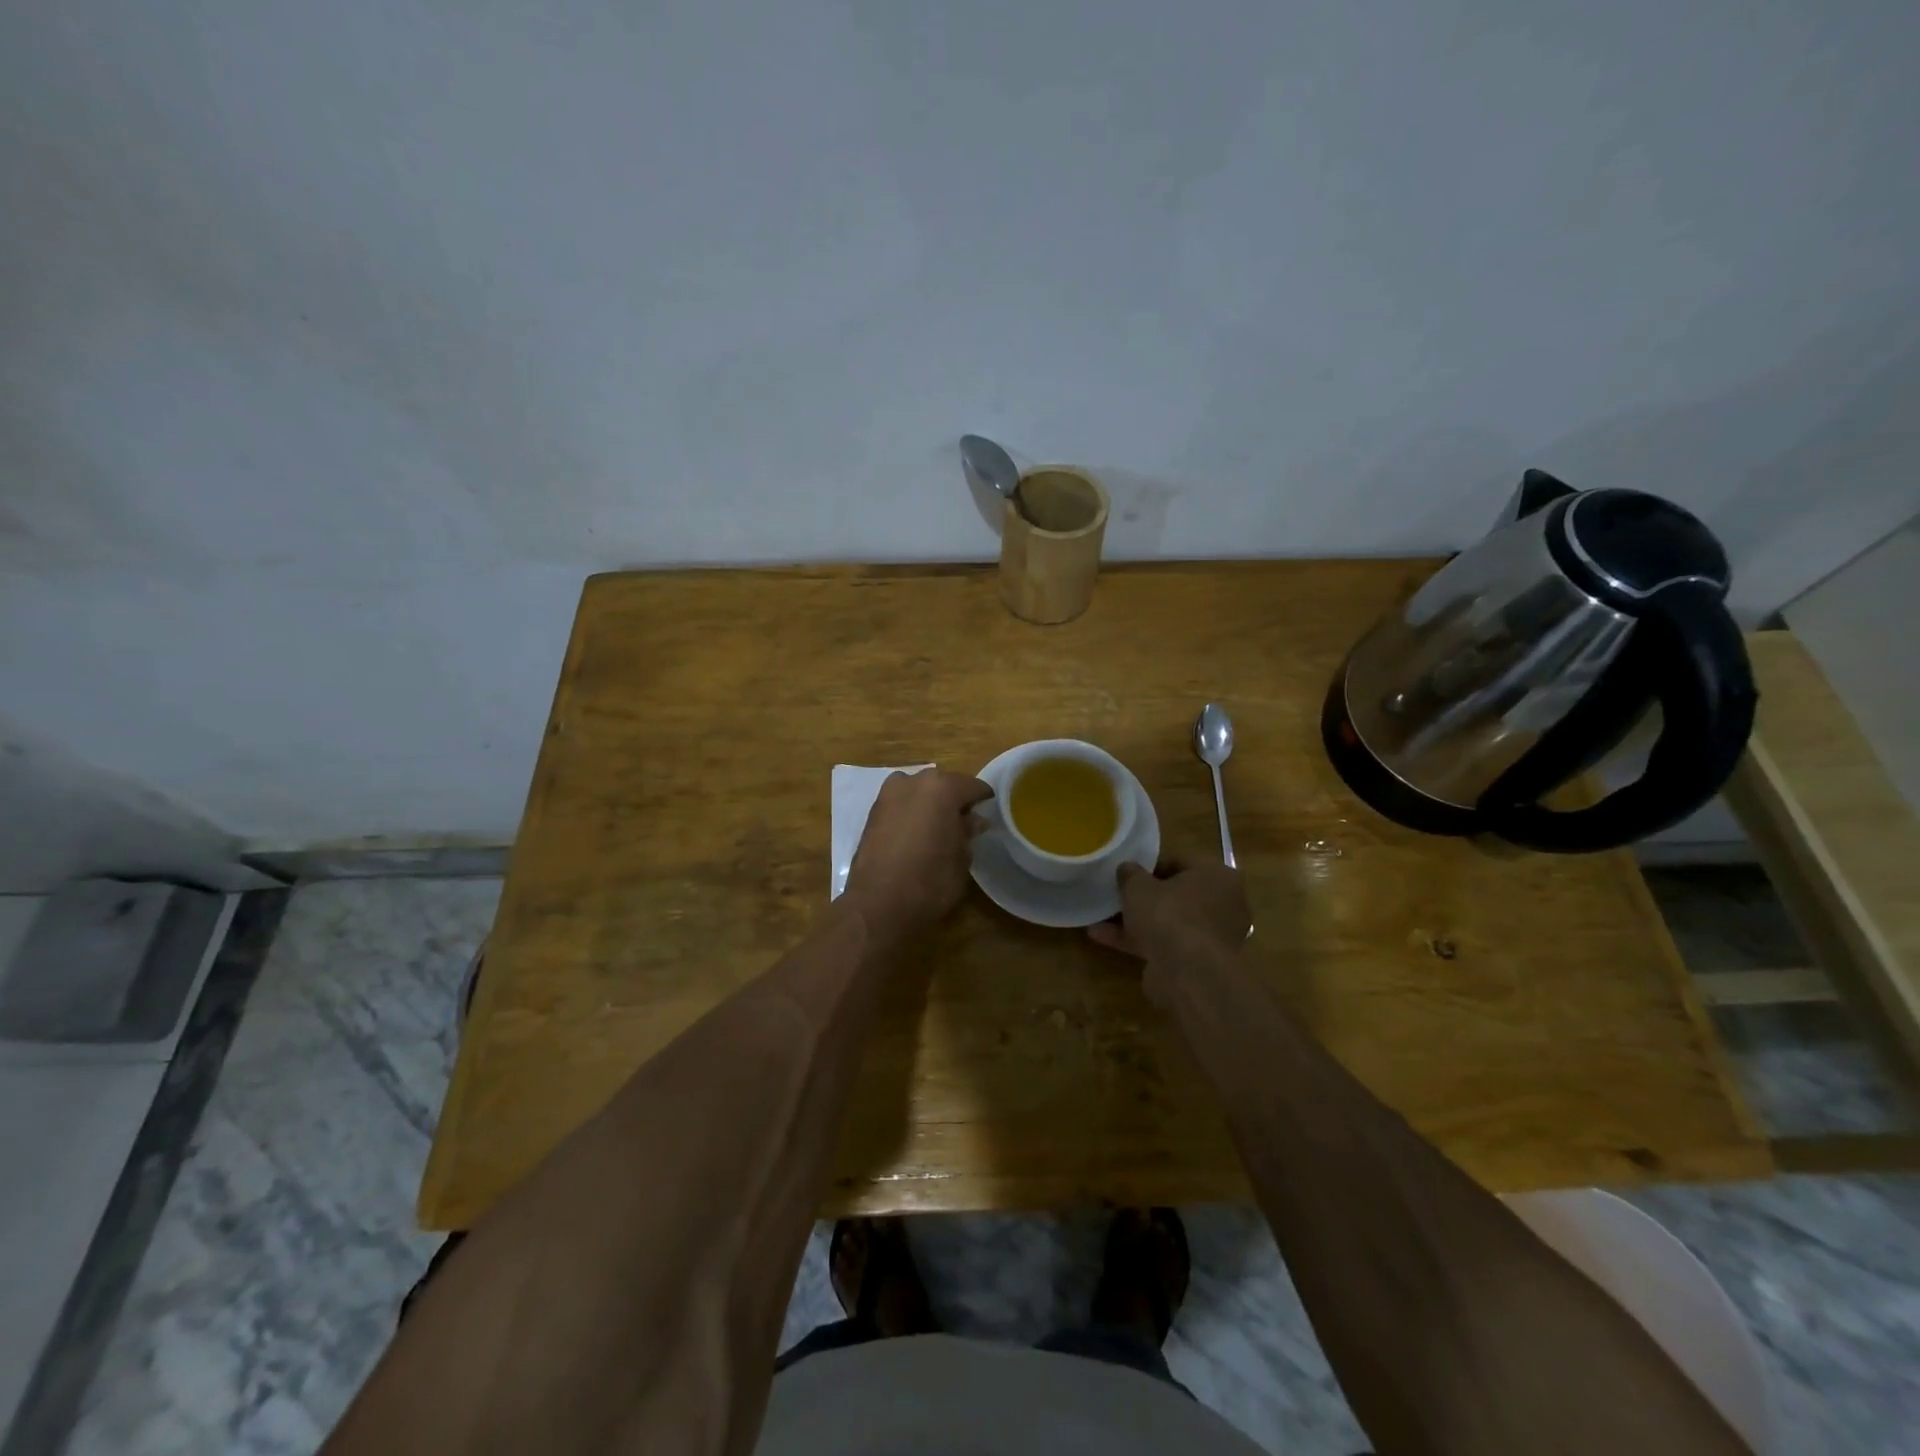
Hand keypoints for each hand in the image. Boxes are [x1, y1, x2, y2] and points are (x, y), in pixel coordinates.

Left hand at [844, 769, 993, 937]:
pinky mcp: (872, 812)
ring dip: (929, 804)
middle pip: (942, 784)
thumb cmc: (931, 880)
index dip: (983, 799)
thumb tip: (972, 820)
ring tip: (937, 828)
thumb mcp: (962, 858)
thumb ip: (968, 832)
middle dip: (953, 800)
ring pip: (918, 792)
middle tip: (963, 822)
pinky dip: (910, 813)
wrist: (878, 904)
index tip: (989, 811)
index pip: (972, 786)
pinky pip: (900, 804)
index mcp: (942, 788)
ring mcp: (888, 794)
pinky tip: (916, 834)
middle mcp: (913, 781)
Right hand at [1088, 858, 1250, 1000]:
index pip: (1180, 861)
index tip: (1125, 871)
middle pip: (1176, 894)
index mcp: (1217, 876)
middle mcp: (1223, 904)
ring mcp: (1212, 936)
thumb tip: (1127, 869)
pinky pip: (1165, 943)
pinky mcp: (1198, 962)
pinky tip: (1103, 938)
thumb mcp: (1138, 886)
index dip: (1149, 864)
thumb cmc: (1169, 915)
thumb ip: (1130, 874)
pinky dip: (1139, 940)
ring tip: (1100, 918)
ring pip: (1169, 921)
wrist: (1187, 975)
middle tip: (1115, 894)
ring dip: (1136, 920)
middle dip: (1143, 896)